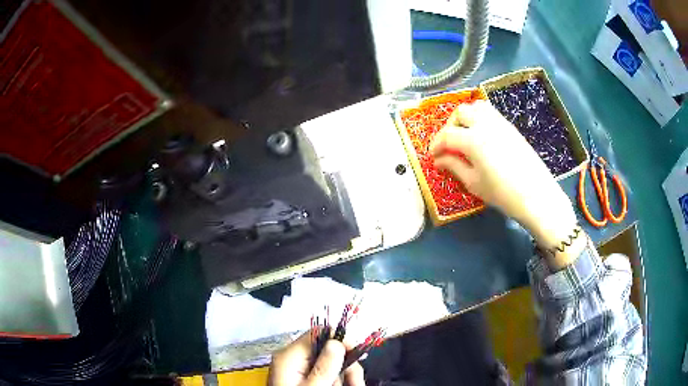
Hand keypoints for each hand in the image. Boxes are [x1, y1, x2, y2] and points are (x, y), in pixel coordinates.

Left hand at [268, 332, 364, 385]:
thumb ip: (324, 366)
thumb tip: (337, 342)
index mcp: (289, 357)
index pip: (317, 334)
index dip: (339, 339)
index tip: (357, 352)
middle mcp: (293, 360)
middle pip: (327, 350)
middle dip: (346, 365)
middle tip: (357, 381)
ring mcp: (299, 370)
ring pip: (331, 364)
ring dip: (346, 376)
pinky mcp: (305, 379)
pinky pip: (327, 374)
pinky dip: (339, 381)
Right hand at [430, 100, 582, 267]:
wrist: (536, 195)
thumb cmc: (502, 193)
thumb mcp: (474, 183)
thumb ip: (454, 166)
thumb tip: (439, 160)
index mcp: (473, 140)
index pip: (447, 135)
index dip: (436, 144)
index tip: (433, 155)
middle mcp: (485, 124)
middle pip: (460, 113)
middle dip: (449, 126)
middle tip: (448, 144)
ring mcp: (500, 123)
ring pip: (476, 107)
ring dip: (465, 117)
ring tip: (464, 134)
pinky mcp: (510, 126)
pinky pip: (490, 112)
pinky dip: (480, 117)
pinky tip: (481, 135)